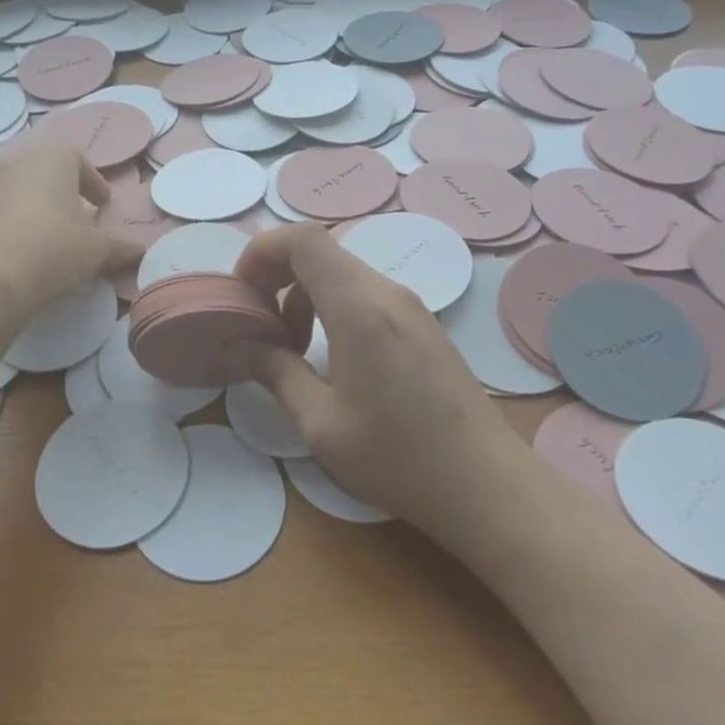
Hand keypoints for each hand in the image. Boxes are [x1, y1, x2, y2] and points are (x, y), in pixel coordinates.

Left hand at [0, 142, 139, 312]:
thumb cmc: (52, 251)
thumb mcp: (97, 251)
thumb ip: (120, 247)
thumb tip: (140, 250)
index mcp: (50, 162)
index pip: (76, 157)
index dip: (92, 180)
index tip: (101, 204)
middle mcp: (11, 166)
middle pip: (40, 174)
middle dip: (57, 195)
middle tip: (71, 223)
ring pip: (7, 194)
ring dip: (24, 211)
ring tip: (36, 244)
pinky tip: (2, 258)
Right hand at [235, 223, 516, 540]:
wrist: (487, 485)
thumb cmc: (398, 457)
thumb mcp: (321, 423)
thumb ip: (275, 373)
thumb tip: (237, 347)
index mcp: (358, 307)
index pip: (303, 239)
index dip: (262, 251)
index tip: (243, 293)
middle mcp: (387, 292)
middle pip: (321, 252)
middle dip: (278, 278)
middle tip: (261, 327)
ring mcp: (412, 306)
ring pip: (343, 273)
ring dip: (306, 297)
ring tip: (293, 349)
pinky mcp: (424, 325)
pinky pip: (367, 294)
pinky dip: (334, 308)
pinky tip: (334, 358)